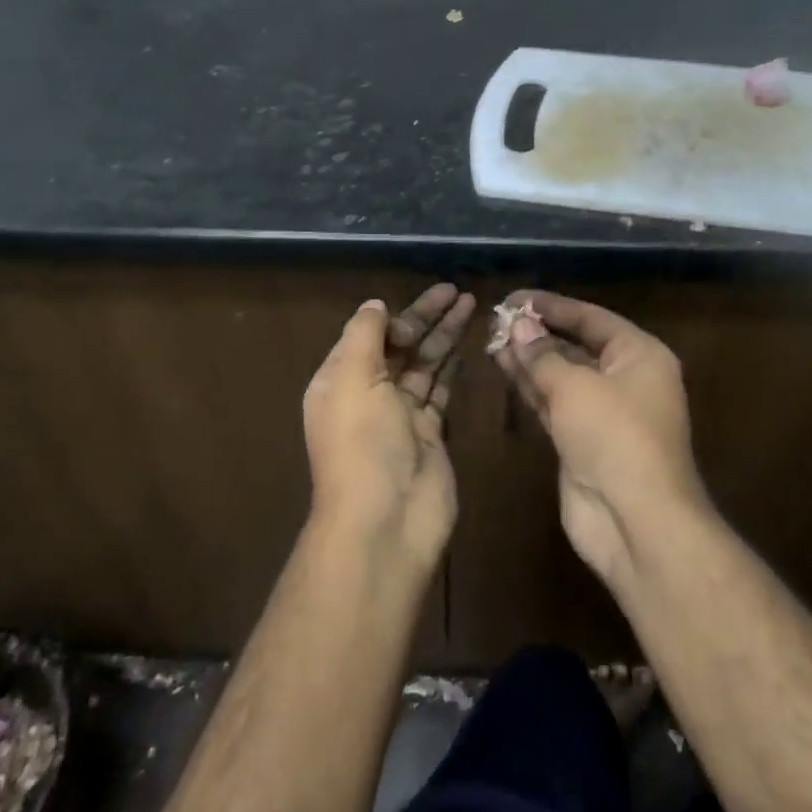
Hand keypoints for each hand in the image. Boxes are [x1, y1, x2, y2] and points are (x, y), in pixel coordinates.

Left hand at [303, 283, 474, 569]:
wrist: (386, 520)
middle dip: (428, 318)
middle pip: (400, 346)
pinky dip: (451, 370)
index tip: (431, 298)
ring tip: (471, 306)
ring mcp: (401, 416)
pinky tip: (466, 348)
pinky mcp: (430, 434)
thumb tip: (375, 304)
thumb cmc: (363, 443)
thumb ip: (365, 336)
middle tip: (459, 291)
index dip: (399, 315)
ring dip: (444, 337)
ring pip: (424, 365)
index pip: (370, 335)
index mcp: (340, 380)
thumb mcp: (352, 378)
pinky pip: (440, 393)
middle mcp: (368, 395)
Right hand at [493, 291, 711, 585]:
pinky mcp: (581, 442)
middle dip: (537, 334)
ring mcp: (603, 413)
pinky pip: (553, 404)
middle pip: (576, 346)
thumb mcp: (575, 386)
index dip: (551, 306)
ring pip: (561, 376)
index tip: (513, 298)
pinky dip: (530, 388)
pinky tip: (504, 369)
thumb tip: (517, 326)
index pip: (591, 318)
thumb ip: (542, 355)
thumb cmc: (614, 436)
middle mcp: (625, 379)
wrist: (635, 520)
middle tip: (496, 320)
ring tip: (491, 340)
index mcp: (639, 355)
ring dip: (529, 360)